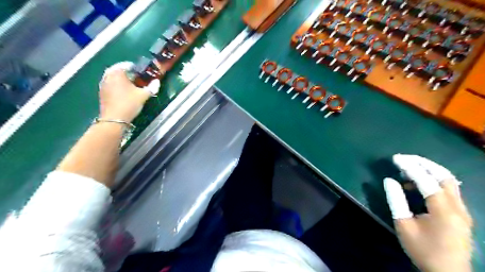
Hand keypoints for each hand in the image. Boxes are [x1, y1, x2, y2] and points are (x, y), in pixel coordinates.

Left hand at [97, 61, 160, 121]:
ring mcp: (103, 84)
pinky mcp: (102, 93)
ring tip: (132, 86)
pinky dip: (118, 86)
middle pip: (119, 70)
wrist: (114, 119)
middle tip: (138, 79)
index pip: (127, 65)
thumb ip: (151, 87)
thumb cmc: (129, 104)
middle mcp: (108, 76)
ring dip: (122, 80)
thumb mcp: (143, 96)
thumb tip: (157, 81)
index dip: (137, 68)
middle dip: (128, 73)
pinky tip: (125, 93)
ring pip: (114, 78)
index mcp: (117, 73)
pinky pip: (111, 85)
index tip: (144, 74)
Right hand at [383, 154, 473, 271]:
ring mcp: (462, 210)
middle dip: (423, 163)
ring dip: (429, 170)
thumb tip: (389, 180)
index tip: (395, 158)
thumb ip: (396, 200)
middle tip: (404, 158)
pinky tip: (418, 184)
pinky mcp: (461, 213)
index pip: (426, 180)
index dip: (410, 167)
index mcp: (444, 211)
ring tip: (408, 169)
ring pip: (449, 181)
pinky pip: (449, 189)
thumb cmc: (422, 249)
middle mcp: (458, 207)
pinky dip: (433, 181)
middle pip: (444, 176)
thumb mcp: (403, 225)